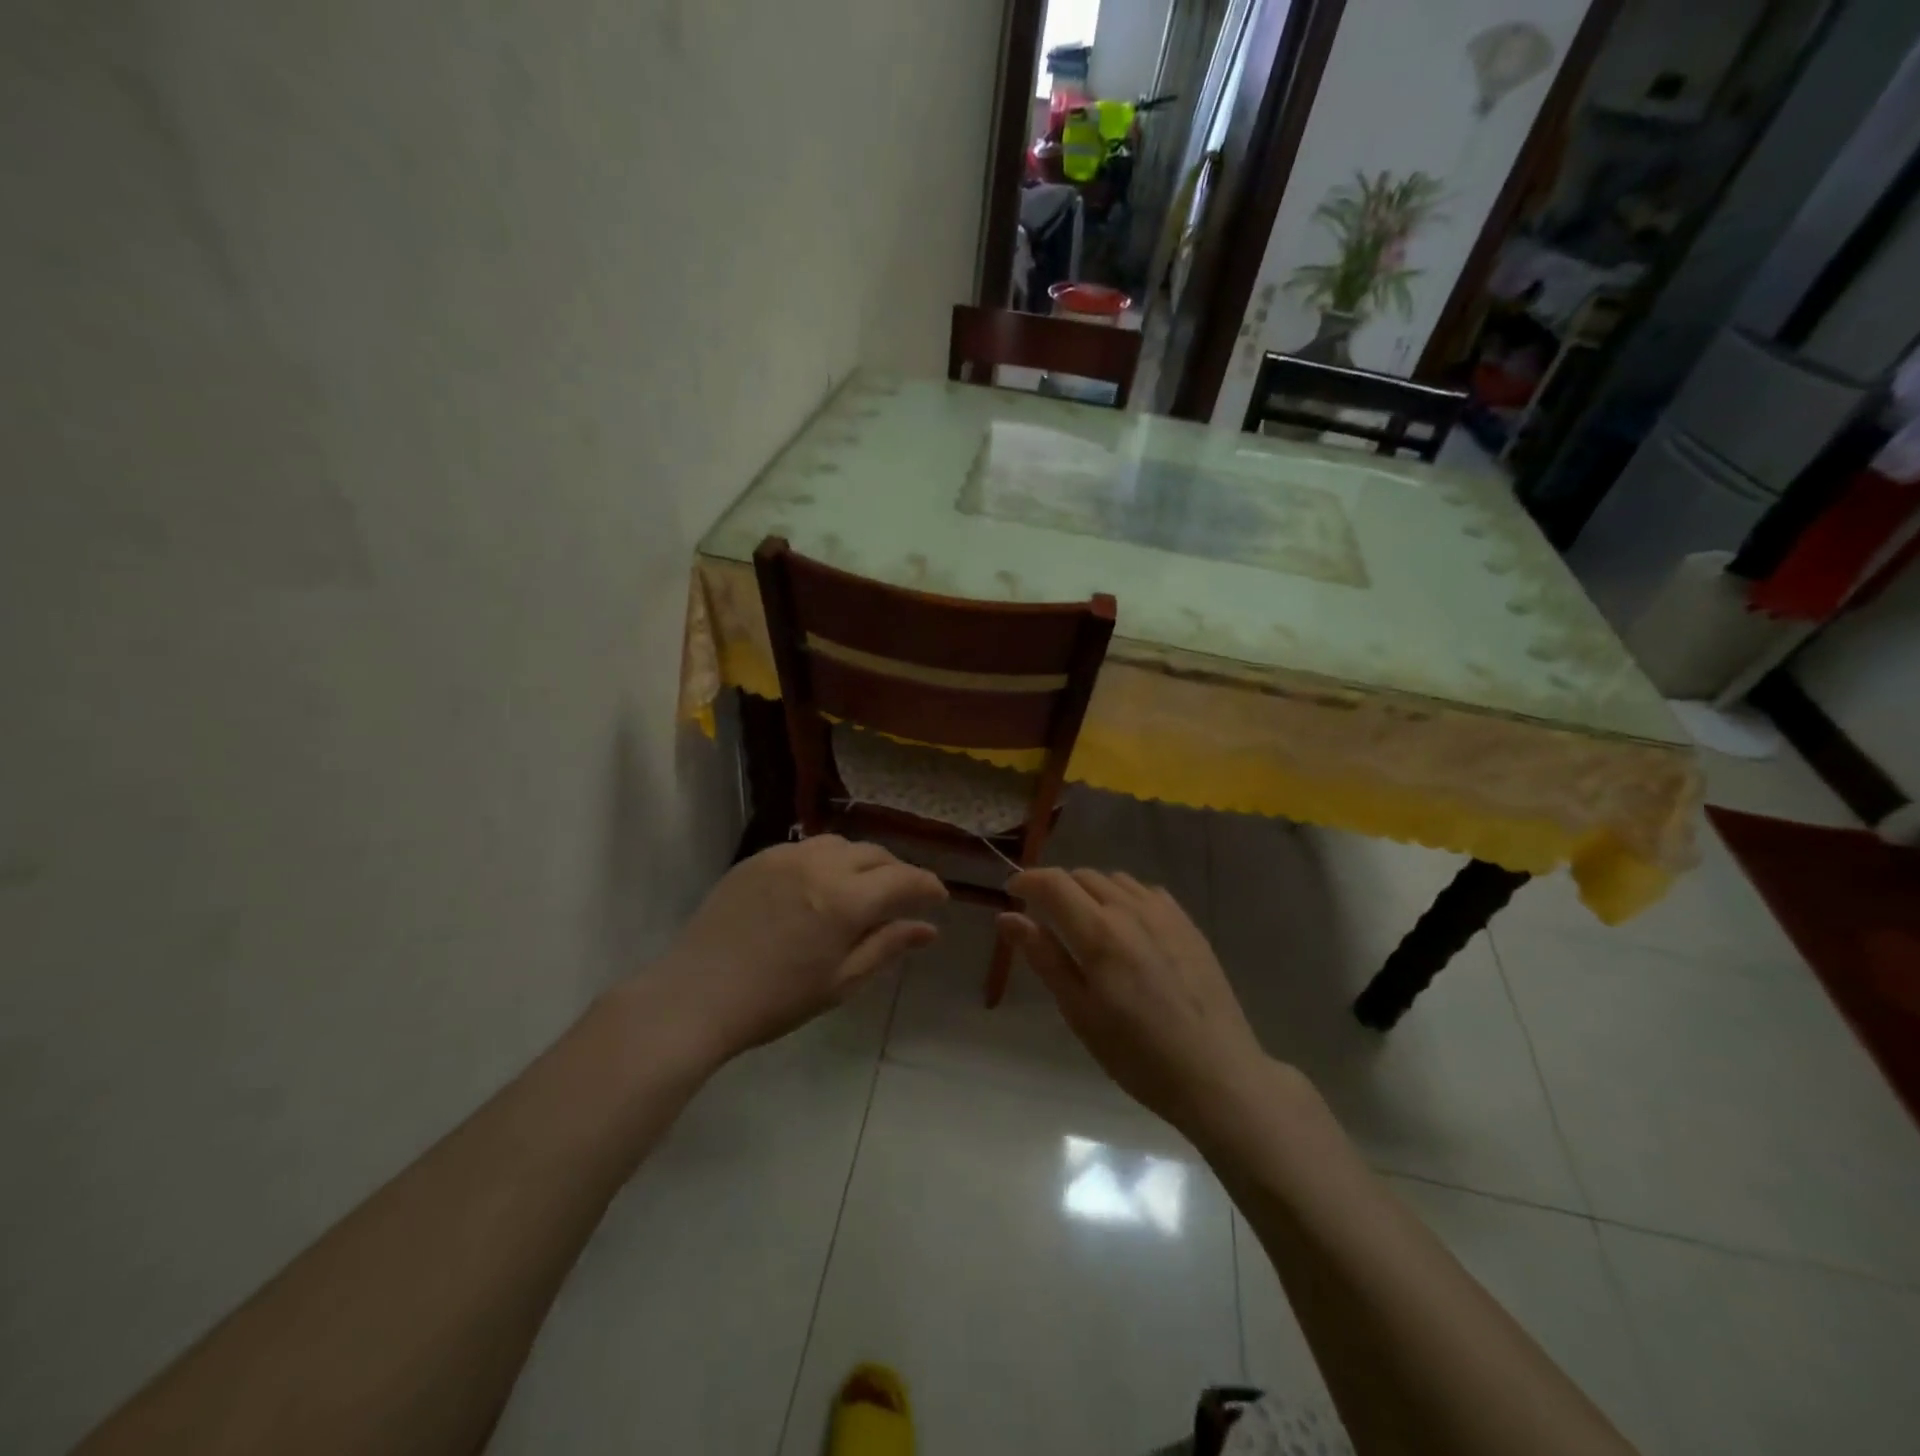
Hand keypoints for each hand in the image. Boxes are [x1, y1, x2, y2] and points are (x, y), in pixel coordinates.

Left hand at [655, 836, 946, 1063]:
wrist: (697, 996)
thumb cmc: (776, 1000)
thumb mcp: (841, 982)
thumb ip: (887, 946)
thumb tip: (929, 928)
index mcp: (845, 900)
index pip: (903, 879)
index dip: (927, 885)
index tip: (939, 897)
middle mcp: (820, 865)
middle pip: (874, 854)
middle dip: (897, 871)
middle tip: (903, 896)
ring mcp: (785, 856)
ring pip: (840, 843)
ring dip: (861, 860)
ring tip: (861, 887)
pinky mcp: (757, 858)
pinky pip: (805, 847)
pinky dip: (826, 859)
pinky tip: (819, 885)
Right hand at [1000, 868, 1268, 1133]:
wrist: (1217, 1074)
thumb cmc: (1137, 1054)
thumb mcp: (1079, 1012)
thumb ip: (1044, 957)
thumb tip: (1007, 917)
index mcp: (1099, 932)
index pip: (1053, 883)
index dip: (1026, 880)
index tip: (1010, 892)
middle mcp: (1130, 910)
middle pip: (1082, 876)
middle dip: (1056, 887)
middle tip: (1044, 917)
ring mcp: (1164, 914)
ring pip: (1115, 880)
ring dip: (1090, 890)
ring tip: (1084, 922)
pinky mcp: (1187, 924)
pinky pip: (1146, 892)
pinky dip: (1124, 897)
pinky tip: (1127, 927)